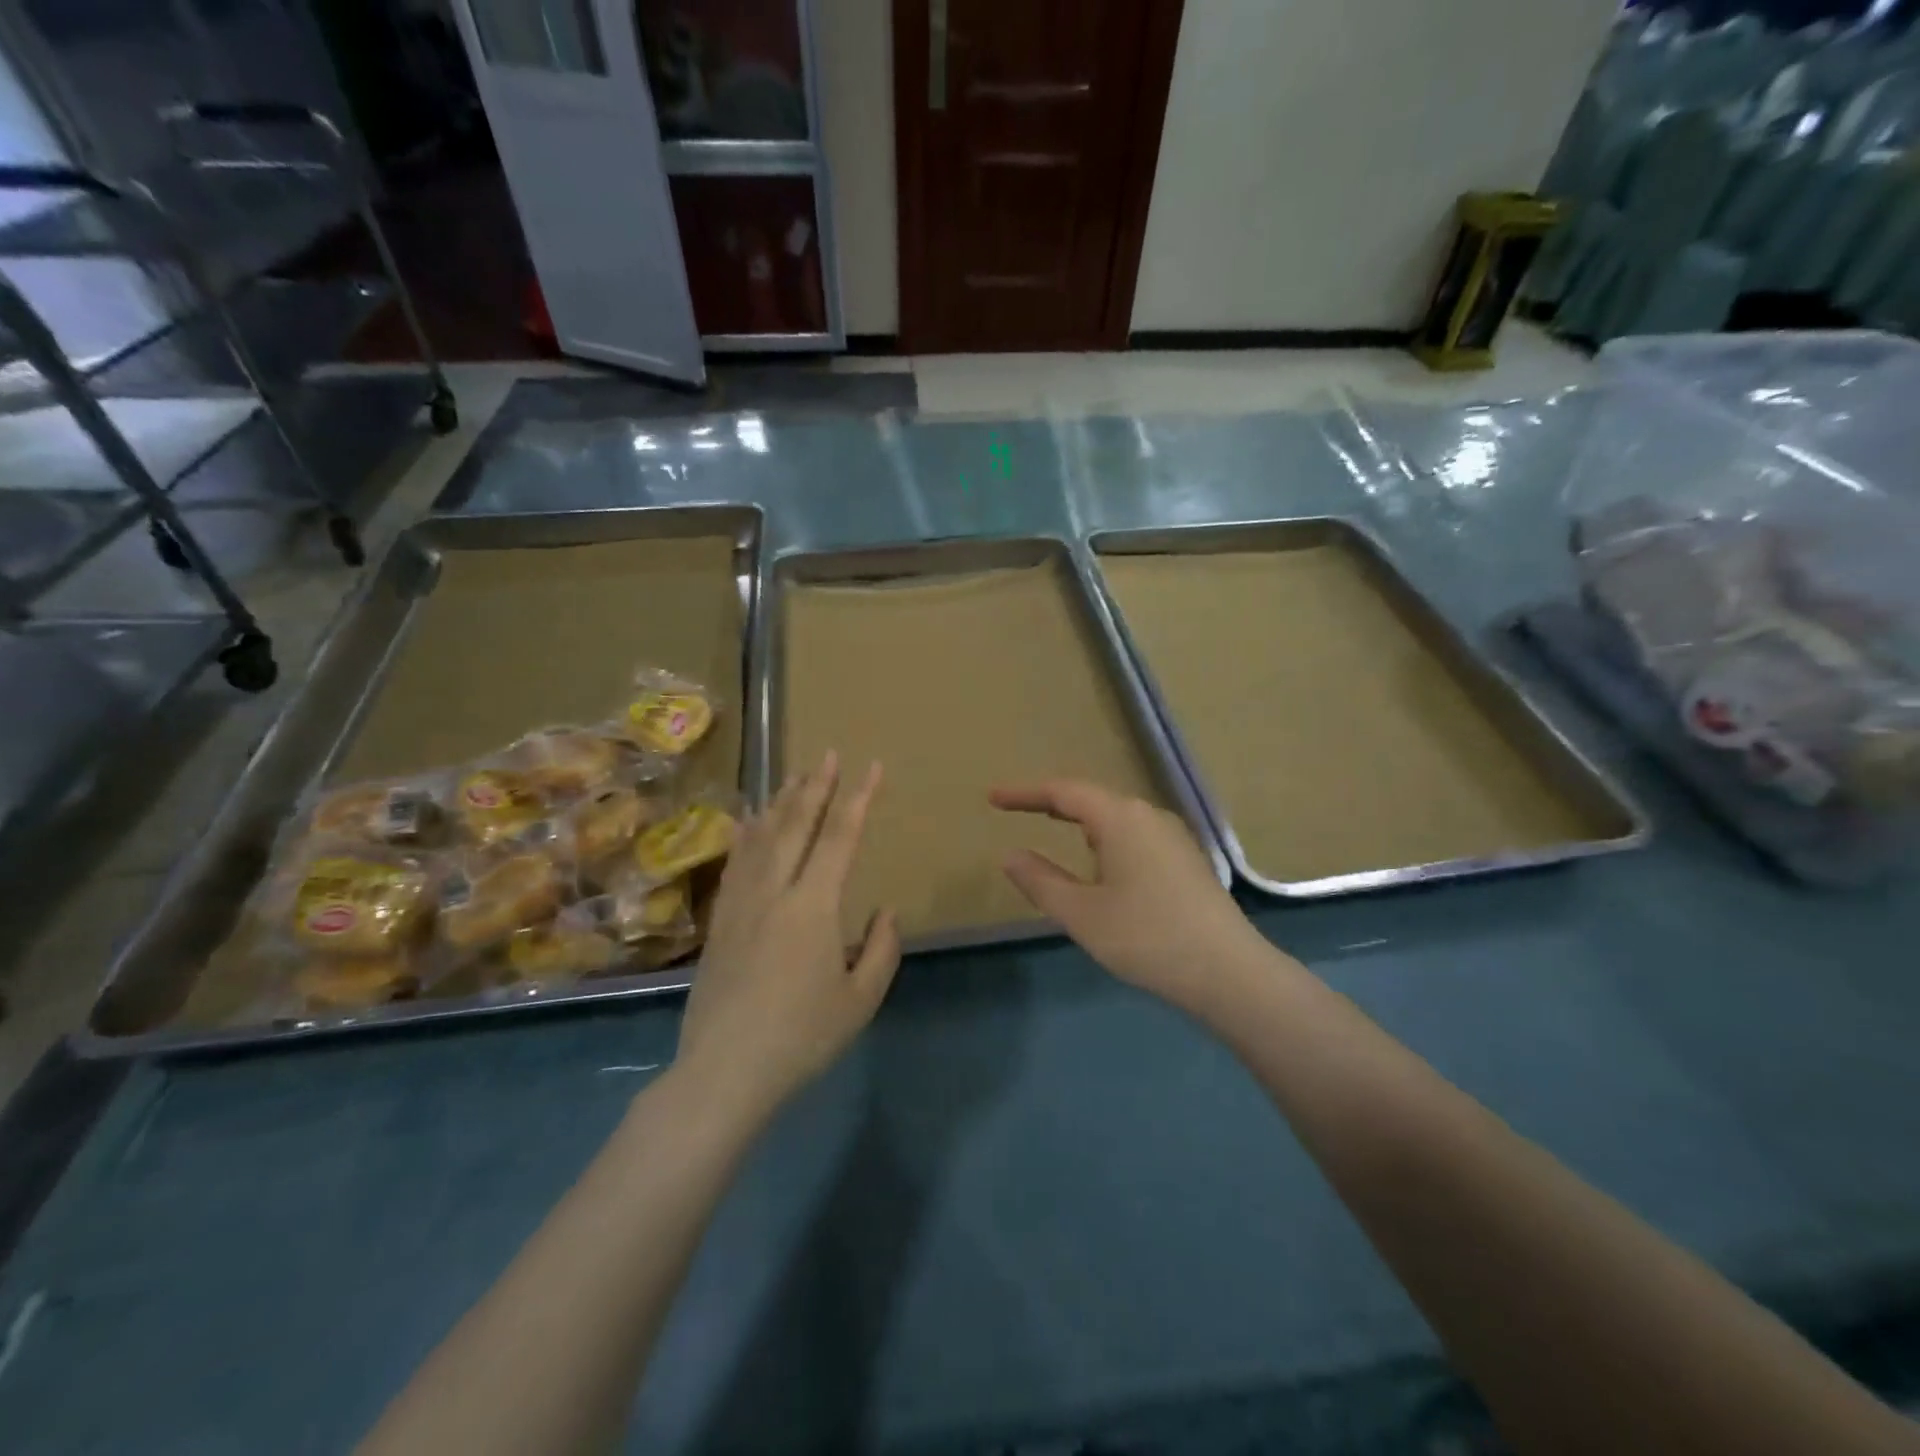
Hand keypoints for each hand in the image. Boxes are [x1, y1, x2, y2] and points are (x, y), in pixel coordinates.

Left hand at [678, 753, 901, 1112]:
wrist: (724, 1072)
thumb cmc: (801, 1037)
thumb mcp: (860, 1000)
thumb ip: (880, 950)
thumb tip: (885, 911)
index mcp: (814, 906)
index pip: (840, 837)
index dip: (858, 798)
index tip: (870, 767)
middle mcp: (775, 891)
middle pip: (796, 825)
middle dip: (816, 786)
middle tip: (828, 755)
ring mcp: (741, 903)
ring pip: (762, 837)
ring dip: (781, 802)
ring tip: (794, 775)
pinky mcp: (720, 921)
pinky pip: (736, 862)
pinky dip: (746, 834)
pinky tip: (749, 822)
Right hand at [990, 780, 1273, 1013]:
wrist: (1229, 972)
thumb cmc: (1147, 937)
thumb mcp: (1082, 914)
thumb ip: (1040, 880)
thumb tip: (1010, 855)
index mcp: (1121, 818)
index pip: (1063, 792)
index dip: (1024, 793)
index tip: (992, 798)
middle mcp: (1148, 816)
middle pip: (1091, 798)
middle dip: (1052, 803)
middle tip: (1018, 809)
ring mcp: (1173, 836)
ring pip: (1116, 817)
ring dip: (1081, 820)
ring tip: (1055, 830)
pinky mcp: (1186, 859)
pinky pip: (1134, 835)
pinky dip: (1105, 838)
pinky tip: (1102, 864)